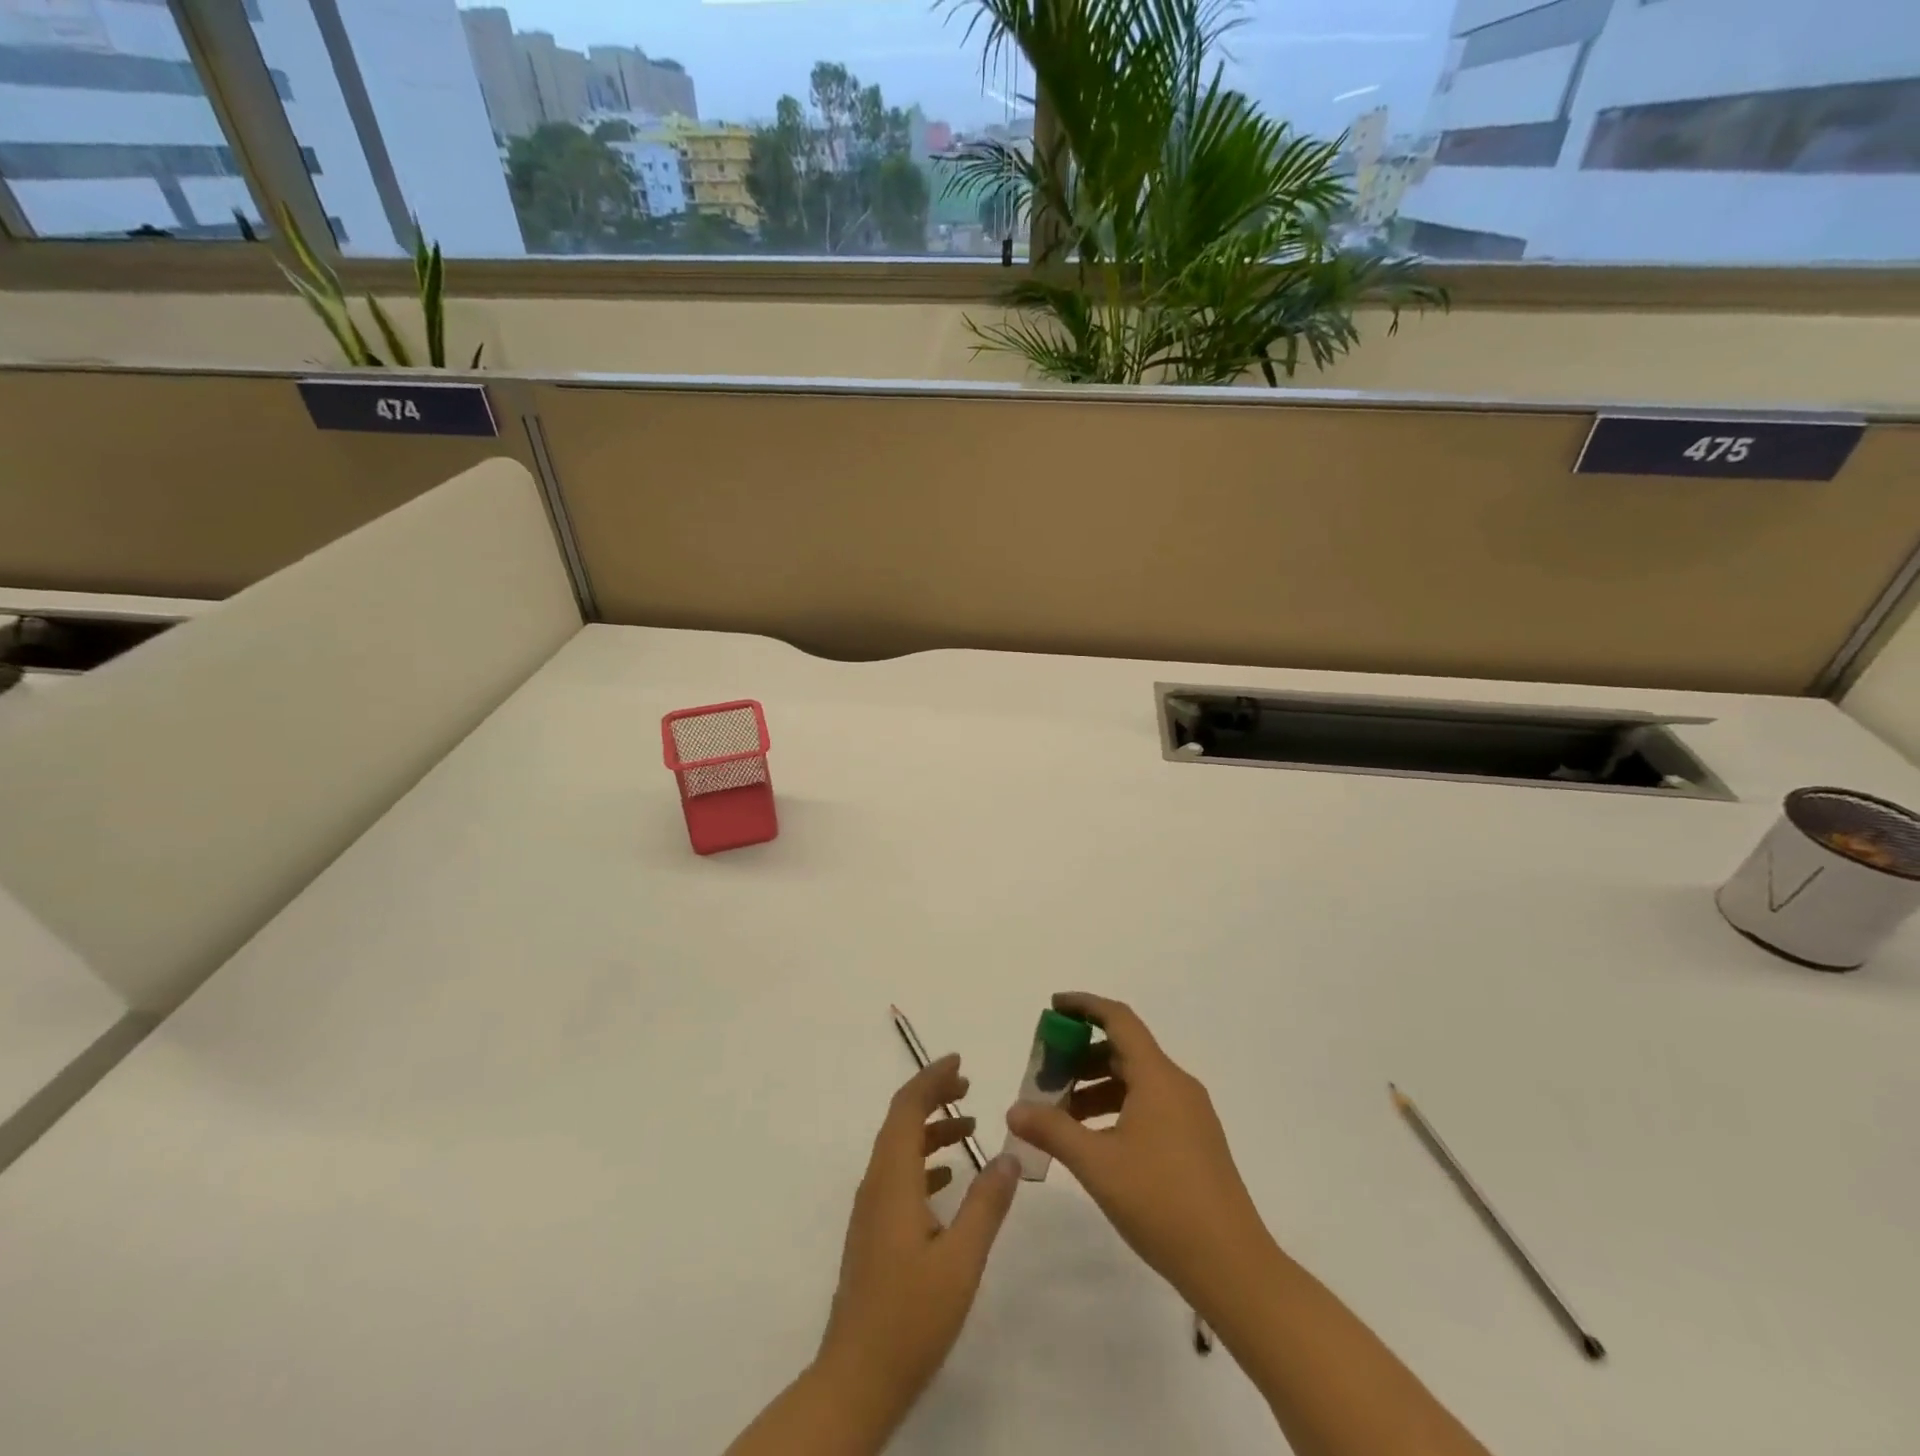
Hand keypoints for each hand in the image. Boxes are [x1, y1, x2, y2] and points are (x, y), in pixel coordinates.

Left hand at [816, 1054, 1020, 1427]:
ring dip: (931, 1129)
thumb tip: (1009, 1153)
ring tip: (969, 1125)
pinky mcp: (873, 1233)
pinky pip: (898, 1176)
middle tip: (968, 1085)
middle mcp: (876, 1185)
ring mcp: (871, 1211)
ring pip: (899, 1149)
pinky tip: (950, 1178)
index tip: (959, 1061)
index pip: (906, 1109)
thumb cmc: (910, 1317)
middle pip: (900, 1122)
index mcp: (892, 1181)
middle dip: (932, 1097)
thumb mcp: (961, 1260)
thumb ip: (985, 1204)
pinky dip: (924, 1161)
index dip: (930, 1079)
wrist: (856, 1379)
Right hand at [1004, 992, 1271, 1309]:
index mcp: (1158, 1077)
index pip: (1118, 1019)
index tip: (1053, 1007)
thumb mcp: (1096, 1164)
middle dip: (1081, 1056)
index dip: (1084, 1006)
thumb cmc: (1161, 1202)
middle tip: (1045, 1075)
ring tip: (1060, 1114)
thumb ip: (1052, 1130)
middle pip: (1124, 1050)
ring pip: (1135, 1081)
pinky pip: (1149, 1105)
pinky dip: (1116, 1108)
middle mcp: (1177, 1085)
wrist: (1232, 1266)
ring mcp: (1190, 1114)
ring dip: (1096, 1087)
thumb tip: (1015, 1109)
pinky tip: (1094, 1140)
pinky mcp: (1195, 1141)